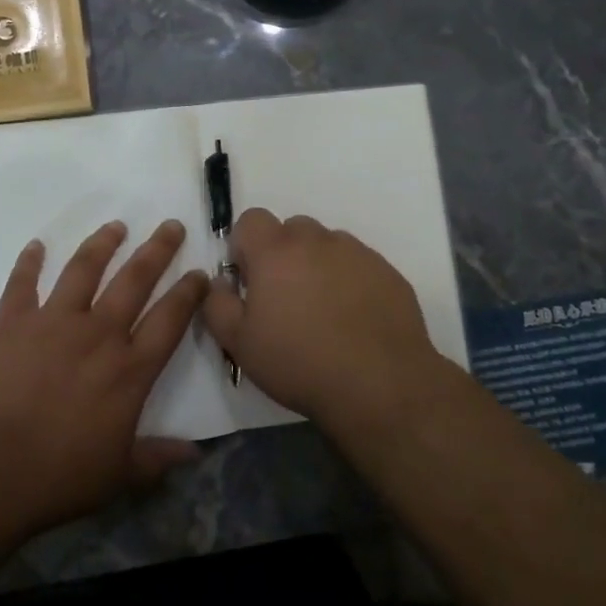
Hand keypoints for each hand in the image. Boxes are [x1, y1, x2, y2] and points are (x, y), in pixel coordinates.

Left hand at [0, 219, 207, 538]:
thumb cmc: (57, 477)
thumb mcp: (118, 475)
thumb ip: (157, 457)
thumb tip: (196, 452)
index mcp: (129, 369)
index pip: (170, 319)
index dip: (189, 293)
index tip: (200, 272)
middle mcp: (98, 334)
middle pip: (135, 280)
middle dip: (157, 250)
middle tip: (171, 226)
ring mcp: (53, 322)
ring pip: (84, 270)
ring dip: (102, 244)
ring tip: (116, 226)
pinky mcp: (12, 323)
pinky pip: (22, 284)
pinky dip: (28, 262)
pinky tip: (35, 246)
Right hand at [201, 208, 443, 430]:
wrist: (379, 386)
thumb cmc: (299, 363)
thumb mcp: (239, 343)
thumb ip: (217, 303)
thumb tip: (220, 282)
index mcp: (276, 250)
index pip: (251, 220)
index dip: (245, 247)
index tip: (250, 281)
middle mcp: (318, 240)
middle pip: (292, 229)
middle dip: (283, 255)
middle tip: (286, 299)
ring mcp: (358, 253)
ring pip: (328, 245)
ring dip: (318, 265)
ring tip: (324, 312)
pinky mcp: (388, 272)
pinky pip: (359, 265)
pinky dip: (350, 281)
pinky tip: (354, 320)